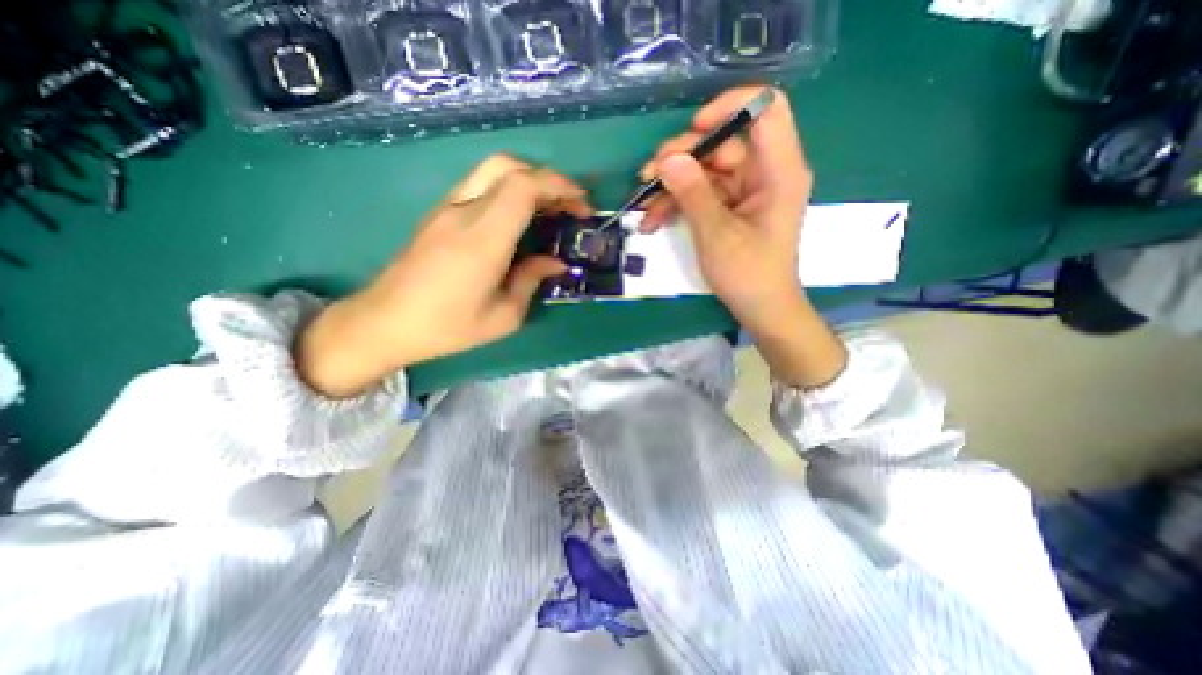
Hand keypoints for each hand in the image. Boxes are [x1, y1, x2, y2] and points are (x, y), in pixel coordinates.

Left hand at [298, 154, 593, 394]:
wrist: (384, 323)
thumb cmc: (447, 327)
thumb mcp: (503, 317)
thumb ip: (532, 281)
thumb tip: (556, 262)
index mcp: (482, 239)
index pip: (522, 187)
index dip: (558, 186)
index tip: (581, 205)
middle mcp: (463, 213)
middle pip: (508, 166)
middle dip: (547, 179)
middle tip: (569, 205)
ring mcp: (447, 209)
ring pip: (492, 171)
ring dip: (528, 181)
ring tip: (550, 209)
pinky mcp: (439, 214)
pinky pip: (480, 187)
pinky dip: (508, 191)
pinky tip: (520, 218)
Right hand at [638, 88, 843, 387]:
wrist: (760, 309)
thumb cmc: (748, 275)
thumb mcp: (717, 235)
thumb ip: (693, 194)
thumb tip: (668, 159)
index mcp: (778, 170)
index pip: (765, 109)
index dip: (729, 107)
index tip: (693, 131)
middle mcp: (764, 172)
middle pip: (722, 142)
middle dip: (681, 158)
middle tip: (648, 177)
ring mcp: (745, 190)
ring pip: (704, 169)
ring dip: (671, 185)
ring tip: (644, 206)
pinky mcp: (730, 206)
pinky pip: (701, 192)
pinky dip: (677, 203)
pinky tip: (653, 220)